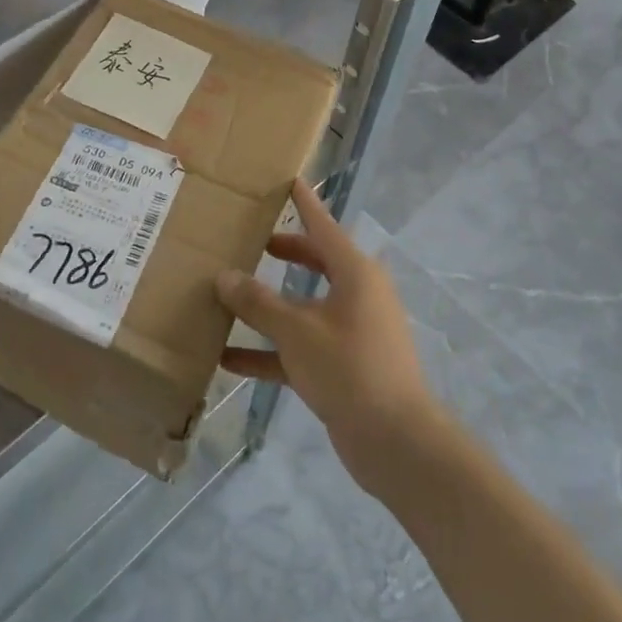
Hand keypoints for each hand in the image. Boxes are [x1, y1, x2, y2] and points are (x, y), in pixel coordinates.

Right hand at [217, 179, 440, 494]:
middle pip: (314, 262)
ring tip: (226, 297)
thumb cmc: (349, 368)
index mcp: (354, 272)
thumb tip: (224, 276)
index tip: (288, 180)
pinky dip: (270, 351)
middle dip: (281, 252)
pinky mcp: (342, 365)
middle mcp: (356, 294)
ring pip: (303, 307)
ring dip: (268, 307)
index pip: (323, 225)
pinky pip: (301, 346)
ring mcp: (350, 331)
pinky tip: (228, 360)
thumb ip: (258, 303)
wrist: (396, 441)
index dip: (303, 203)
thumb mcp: (297, 331)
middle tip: (248, 240)